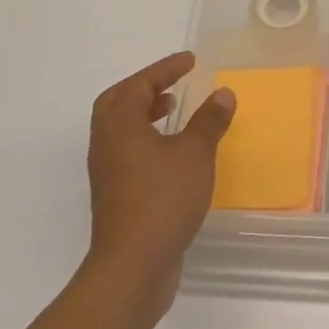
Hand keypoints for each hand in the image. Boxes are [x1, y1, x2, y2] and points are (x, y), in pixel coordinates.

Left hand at [84, 51, 234, 314]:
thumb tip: (222, 93)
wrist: (132, 267)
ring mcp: (108, 172)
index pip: (139, 84)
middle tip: (174, 83)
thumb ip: (209, 121)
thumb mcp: (195, 153)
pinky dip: (148, 139)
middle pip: (119, 103)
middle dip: (146, 88)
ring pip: (122, 130)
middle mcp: (106, 144)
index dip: (165, 69)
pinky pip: (129, 152)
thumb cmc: (162, 200)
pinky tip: (175, 153)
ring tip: (175, 111)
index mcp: (120, 125)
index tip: (190, 61)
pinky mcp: (116, 195)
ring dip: (146, 114)